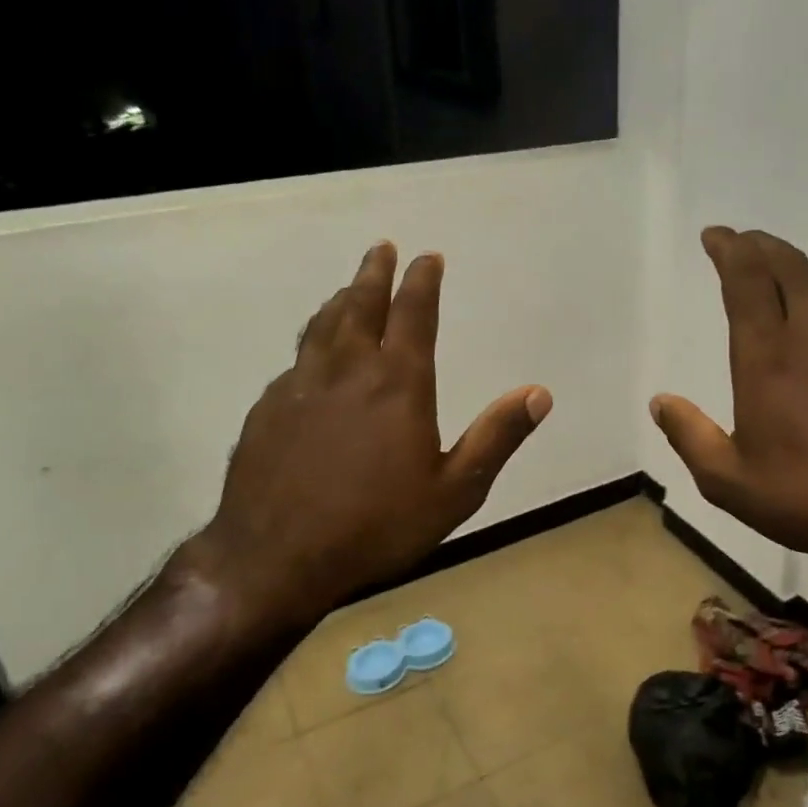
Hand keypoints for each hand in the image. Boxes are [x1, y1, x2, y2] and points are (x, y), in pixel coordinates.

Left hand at [193, 242, 550, 625]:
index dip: (422, 281)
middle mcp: (348, 370)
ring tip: (349, 288)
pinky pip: (297, 361)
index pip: (413, 314)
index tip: (428, 257)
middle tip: (381, 249)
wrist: (276, 557)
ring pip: (321, 327)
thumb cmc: (377, 526)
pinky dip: (312, 343)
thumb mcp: (455, 490)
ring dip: (340, 301)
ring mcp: (301, 386)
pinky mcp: (268, 409)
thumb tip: (539, 393)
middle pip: (360, 306)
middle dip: (374, 273)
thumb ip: (496, 437)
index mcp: (398, 383)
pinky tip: (313, 356)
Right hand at [649, 227, 807, 591]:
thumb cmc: (807, 501)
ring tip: (788, 322)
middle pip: (790, 267)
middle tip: (745, 243)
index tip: (716, 235)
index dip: (729, 248)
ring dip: (801, 299)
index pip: (745, 279)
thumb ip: (689, 435)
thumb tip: (661, 401)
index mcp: (768, 358)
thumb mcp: (728, 482)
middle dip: (762, 246)